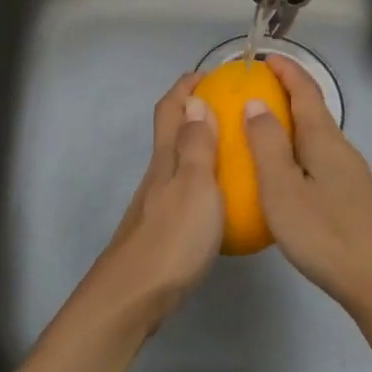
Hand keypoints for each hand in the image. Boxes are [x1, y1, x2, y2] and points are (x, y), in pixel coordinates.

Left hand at [82, 73, 222, 331]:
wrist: (135, 297)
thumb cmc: (172, 237)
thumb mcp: (195, 185)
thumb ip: (197, 145)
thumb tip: (195, 101)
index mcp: (165, 158)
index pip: (170, 109)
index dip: (186, 87)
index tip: (211, 75)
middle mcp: (158, 174)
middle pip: (171, 132)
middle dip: (195, 112)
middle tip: (232, 110)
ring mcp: (156, 203)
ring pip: (178, 162)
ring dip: (201, 146)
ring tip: (236, 150)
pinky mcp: (161, 229)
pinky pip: (185, 191)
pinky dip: (204, 181)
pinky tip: (224, 200)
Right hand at [243, 56, 371, 316]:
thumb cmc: (325, 233)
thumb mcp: (283, 189)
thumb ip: (267, 144)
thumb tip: (256, 103)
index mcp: (324, 139)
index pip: (305, 90)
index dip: (286, 70)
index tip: (264, 57)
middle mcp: (341, 148)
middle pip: (314, 110)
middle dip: (286, 93)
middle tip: (253, 92)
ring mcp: (350, 173)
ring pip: (317, 136)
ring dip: (291, 123)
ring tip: (261, 129)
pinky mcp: (352, 196)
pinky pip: (319, 158)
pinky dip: (297, 149)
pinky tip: (284, 173)